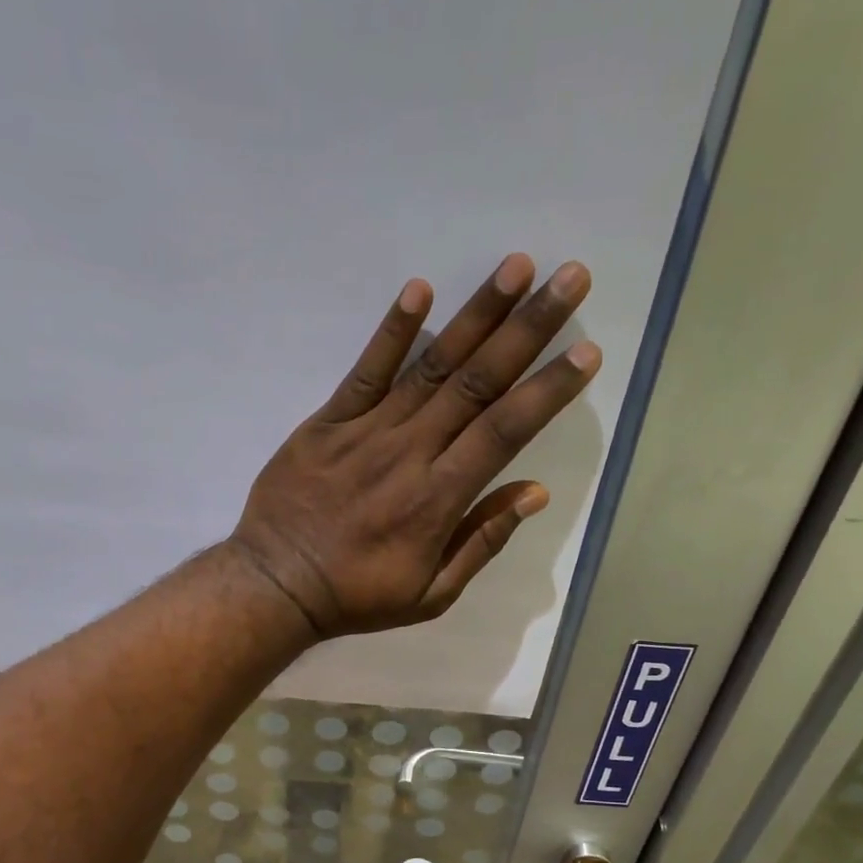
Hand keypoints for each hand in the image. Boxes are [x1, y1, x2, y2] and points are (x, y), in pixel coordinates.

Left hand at [229, 254, 599, 636]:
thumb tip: (534, 492)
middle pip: (477, 383)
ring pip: (431, 366)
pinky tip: (419, 291)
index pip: (505, 430)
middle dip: (528, 329)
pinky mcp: (327, 422)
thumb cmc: (357, 596)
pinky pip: (364, 371)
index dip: (548, 390)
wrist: (276, 585)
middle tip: (570, 279)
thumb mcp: (431, 594)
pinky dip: (391, 332)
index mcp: (439, 498)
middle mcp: (410, 453)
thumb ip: (482, 541)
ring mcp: (366, 432)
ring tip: (516, 266)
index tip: (586, 351)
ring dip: (476, 315)